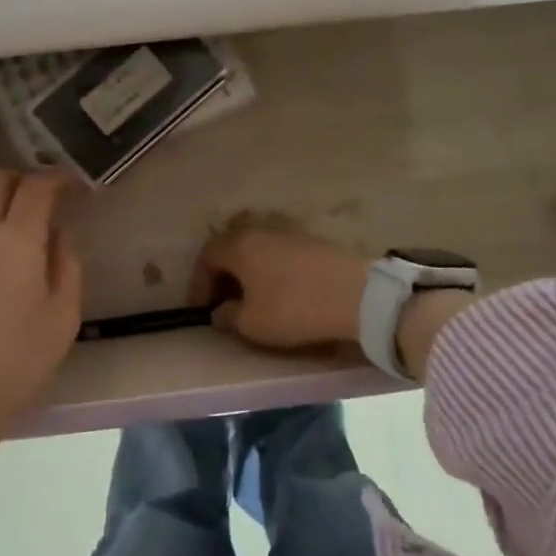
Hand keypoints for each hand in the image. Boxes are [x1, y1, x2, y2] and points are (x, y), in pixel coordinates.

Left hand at [0, 169, 81, 475]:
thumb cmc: (17, 363)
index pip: (35, 187)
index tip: (72, 185)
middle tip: (41, 200)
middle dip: (20, 179)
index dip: (57, 178)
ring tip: (12, 224)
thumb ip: (66, 266)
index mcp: (15, 241)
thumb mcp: (63, 318)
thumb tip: (57, 236)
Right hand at [188, 219, 370, 350]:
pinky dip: (270, 270)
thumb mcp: (252, 324)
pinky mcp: (312, 241)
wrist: (357, 295)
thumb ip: (227, 317)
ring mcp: (288, 232)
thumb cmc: (294, 308)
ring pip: (256, 250)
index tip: (202, 310)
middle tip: (223, 303)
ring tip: (251, 299)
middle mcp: (259, 231)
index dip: (199, 284)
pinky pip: (278, 253)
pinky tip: (279, 292)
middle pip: (230, 248)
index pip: (206, 257)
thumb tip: (219, 312)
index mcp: (238, 246)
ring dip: (247, 272)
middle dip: (222, 275)